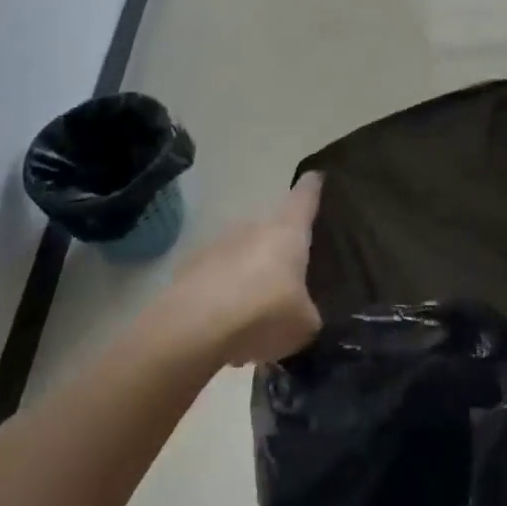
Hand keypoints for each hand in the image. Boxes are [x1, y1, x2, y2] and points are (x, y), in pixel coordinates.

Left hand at [169, 174, 322, 365]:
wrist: (194, 328)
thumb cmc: (264, 313)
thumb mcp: (304, 323)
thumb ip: (307, 312)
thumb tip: (303, 312)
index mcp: (288, 231)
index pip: (304, 196)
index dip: (312, 187)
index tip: (317, 177)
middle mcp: (253, 227)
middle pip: (272, 230)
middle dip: (280, 250)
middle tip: (290, 277)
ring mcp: (217, 245)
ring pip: (242, 255)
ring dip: (250, 275)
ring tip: (257, 312)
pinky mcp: (189, 268)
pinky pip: (217, 278)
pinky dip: (224, 295)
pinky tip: (227, 326)